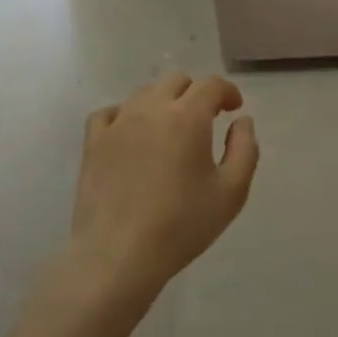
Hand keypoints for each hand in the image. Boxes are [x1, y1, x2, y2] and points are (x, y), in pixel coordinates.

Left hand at [68, 72, 258, 307]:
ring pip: (144, 93)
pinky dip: (125, 115)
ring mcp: (117, 123)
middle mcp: (151, 109)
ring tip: (170, 130)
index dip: (227, 91)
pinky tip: (131, 135)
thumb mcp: (231, 193)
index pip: (211, 85)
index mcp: (187, 117)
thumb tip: (242, 121)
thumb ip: (245, 149)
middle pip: (176, 81)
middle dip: (196, 93)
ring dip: (163, 102)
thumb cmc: (181, 225)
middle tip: (205, 120)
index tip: (234, 109)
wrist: (118, 255)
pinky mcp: (93, 142)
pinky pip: (110, 112)